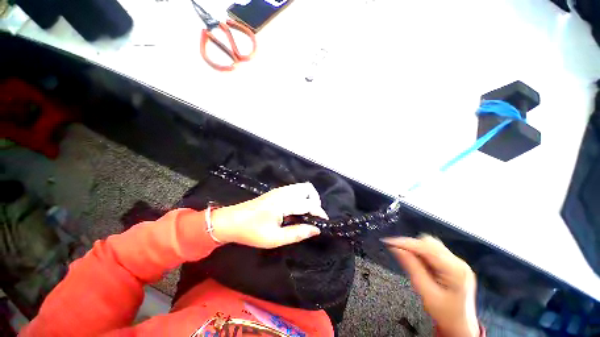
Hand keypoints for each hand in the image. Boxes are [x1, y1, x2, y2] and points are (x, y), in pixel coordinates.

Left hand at [210, 182, 327, 248]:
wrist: (231, 221)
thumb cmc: (252, 231)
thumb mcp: (275, 238)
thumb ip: (297, 233)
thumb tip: (316, 230)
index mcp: (285, 202)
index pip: (309, 204)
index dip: (319, 213)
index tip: (324, 223)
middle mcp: (284, 192)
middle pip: (308, 188)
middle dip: (315, 201)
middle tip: (313, 216)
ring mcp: (279, 190)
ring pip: (301, 187)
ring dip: (308, 198)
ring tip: (306, 214)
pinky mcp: (275, 192)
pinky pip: (294, 190)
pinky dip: (301, 197)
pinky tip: (295, 210)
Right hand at [383, 235, 478, 336]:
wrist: (459, 327)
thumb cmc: (444, 314)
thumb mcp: (425, 292)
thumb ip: (411, 267)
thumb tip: (395, 248)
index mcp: (455, 269)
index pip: (426, 247)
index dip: (405, 242)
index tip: (388, 242)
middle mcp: (458, 262)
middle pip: (429, 242)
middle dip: (412, 246)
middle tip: (399, 253)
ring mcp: (458, 262)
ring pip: (430, 244)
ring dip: (417, 249)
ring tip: (410, 261)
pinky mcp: (454, 264)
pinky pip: (433, 251)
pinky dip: (422, 254)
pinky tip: (420, 264)